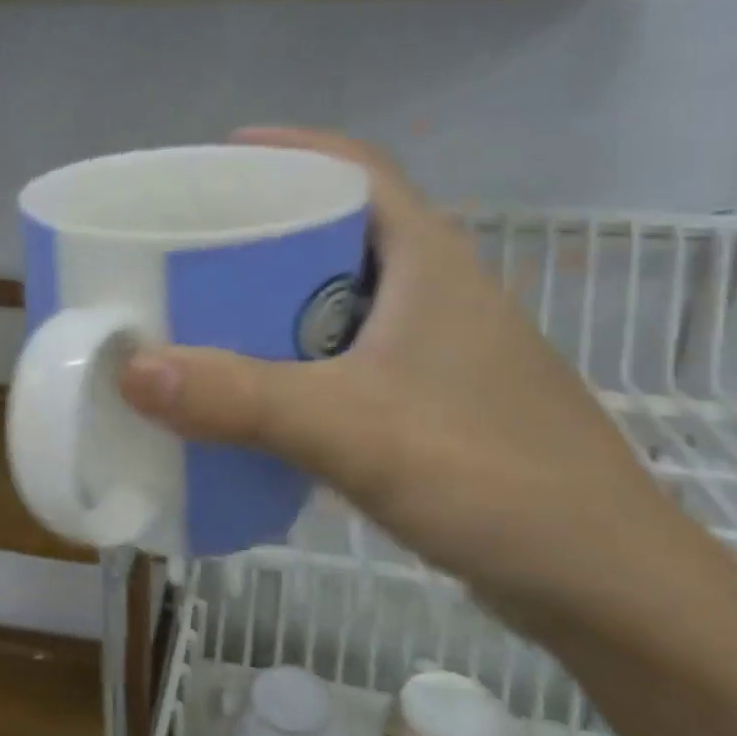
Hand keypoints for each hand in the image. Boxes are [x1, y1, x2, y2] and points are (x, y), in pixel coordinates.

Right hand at [118, 128, 679, 620]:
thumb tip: (131, 369)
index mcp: (429, 260)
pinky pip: (350, 357)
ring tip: (205, 313)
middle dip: (263, 231)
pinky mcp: (437, 402)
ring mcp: (441, 350)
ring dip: (277, 302)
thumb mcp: (352, 429)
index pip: (355, 168)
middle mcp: (437, 291)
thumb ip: (241, 398)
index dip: (287, 149)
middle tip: (189, 247)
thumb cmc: (490, 477)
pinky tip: (258, 391)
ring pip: (342, 300)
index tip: (214, 162)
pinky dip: (298, 360)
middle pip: (338, 231)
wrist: (605, 585)